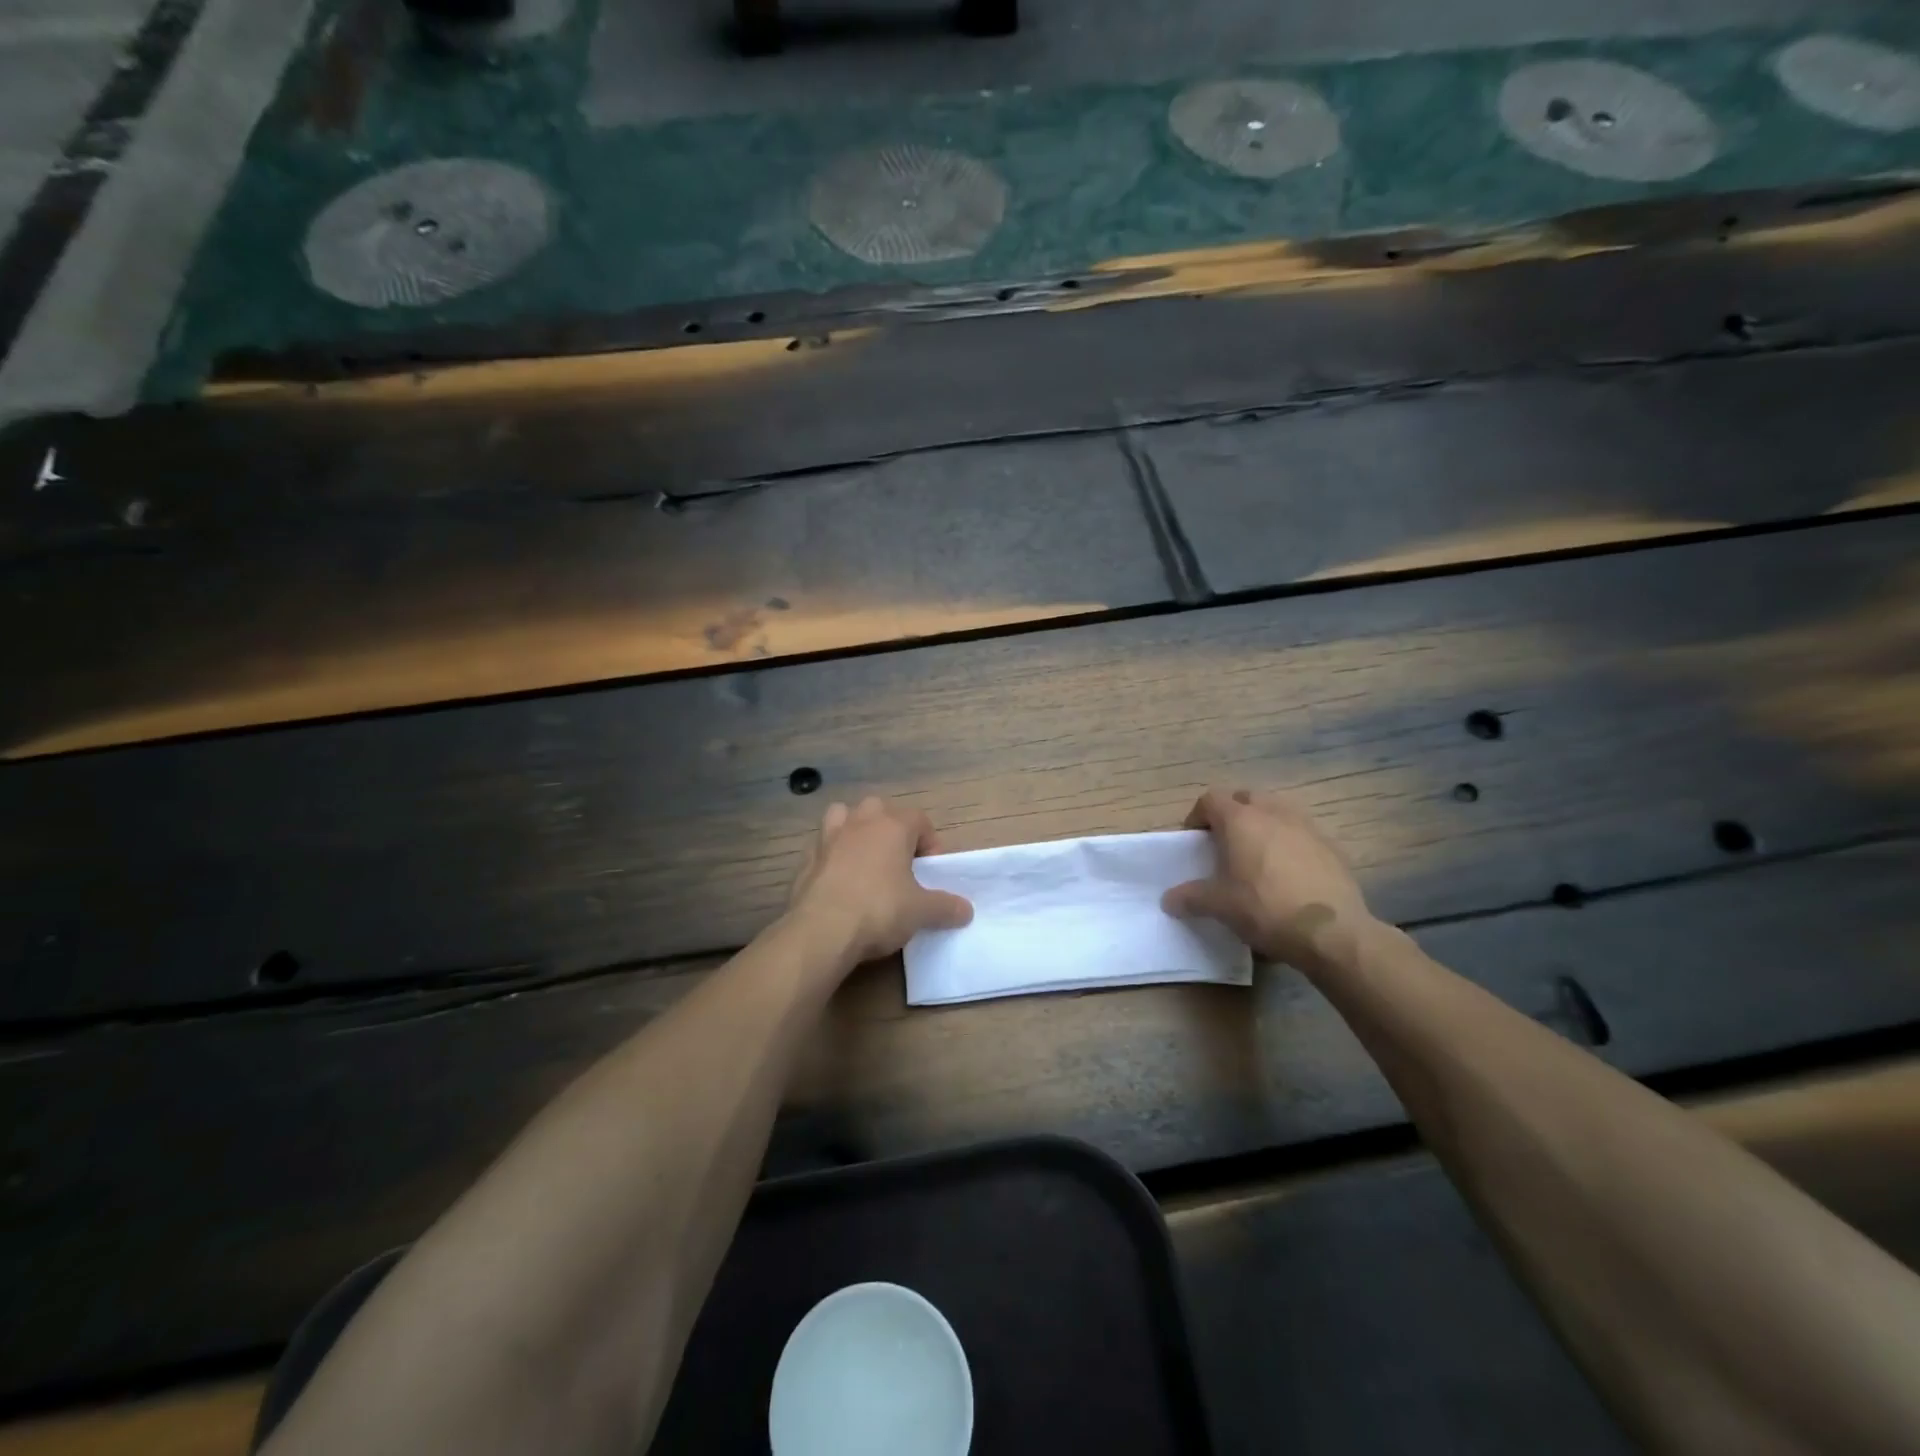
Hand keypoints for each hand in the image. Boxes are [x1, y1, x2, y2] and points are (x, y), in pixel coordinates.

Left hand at [788, 796, 972, 965]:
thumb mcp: (922, 912)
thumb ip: (946, 907)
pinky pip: (823, 847)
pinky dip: (832, 857)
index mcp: (892, 826)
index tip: (930, 871)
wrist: (822, 931)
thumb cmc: (880, 910)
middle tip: (899, 862)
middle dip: (891, 829)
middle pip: (880, 809)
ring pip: (843, 817)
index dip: (930, 842)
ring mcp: (828, 837)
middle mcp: (860, 822)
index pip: (919, 819)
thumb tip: (966, 910)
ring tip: (864, 860)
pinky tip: (838, 882)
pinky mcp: (805, 859)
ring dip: (855, 831)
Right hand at [1162, 788, 1378, 975]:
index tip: (1194, 840)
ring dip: (1263, 824)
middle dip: (1232, 813)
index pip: (1211, 799)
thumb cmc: (1265, 909)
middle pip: (1246, 797)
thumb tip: (1169, 900)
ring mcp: (1306, 827)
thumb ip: (1191, 897)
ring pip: (1277, 811)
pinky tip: (1288, 873)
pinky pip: (1302, 833)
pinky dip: (1289, 843)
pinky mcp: (1331, 846)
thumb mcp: (1220, 906)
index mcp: (1241, 820)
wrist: (1332, 932)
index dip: (1198, 816)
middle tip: (1225, 842)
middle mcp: (1273, 813)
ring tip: (1257, 855)